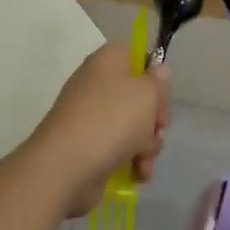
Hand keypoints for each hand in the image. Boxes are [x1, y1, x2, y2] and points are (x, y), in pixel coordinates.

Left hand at [25, 41, 169, 217]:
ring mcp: (91, 116)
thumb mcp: (147, 93)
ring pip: (133, 125)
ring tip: (144, 159)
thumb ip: (158, 81)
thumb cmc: (112, 119)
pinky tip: (138, 173)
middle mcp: (97, 84)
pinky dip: (132, 160)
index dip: (153, 75)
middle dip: (154, 117)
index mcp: (108, 61)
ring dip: (147, 144)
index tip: (161, 95)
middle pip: (139, 95)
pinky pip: (120, 148)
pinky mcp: (89, 145)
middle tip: (157, 129)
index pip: (136, 56)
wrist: (67, 165)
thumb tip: (158, 70)